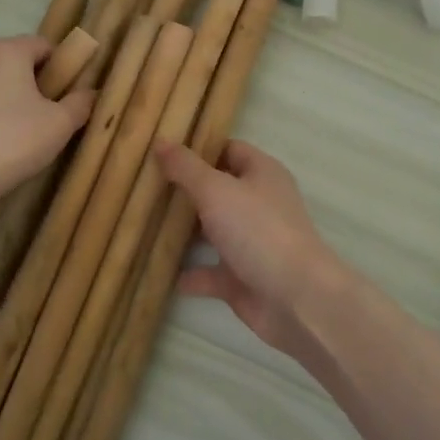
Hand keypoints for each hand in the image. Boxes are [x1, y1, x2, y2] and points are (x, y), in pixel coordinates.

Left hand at [0, 36, 93, 211]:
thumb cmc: (12, 143)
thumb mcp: (60, 125)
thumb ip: (81, 103)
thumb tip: (91, 92)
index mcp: (6, 52)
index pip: (42, 45)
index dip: (59, 66)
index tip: (66, 94)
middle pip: (12, 63)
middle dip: (30, 83)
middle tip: (44, 116)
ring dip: (3, 100)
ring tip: (13, 135)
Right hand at [154, 139, 354, 362]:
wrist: (295, 298)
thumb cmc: (258, 230)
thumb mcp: (216, 190)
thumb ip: (186, 168)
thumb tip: (160, 141)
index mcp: (261, 173)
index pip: (228, 149)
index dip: (198, 148)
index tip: (162, 150)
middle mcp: (259, 204)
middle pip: (218, 190)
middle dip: (185, 190)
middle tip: (145, 185)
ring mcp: (252, 242)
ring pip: (213, 231)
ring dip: (184, 232)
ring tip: (144, 224)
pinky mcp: (243, 278)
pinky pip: (210, 272)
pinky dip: (190, 273)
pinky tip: (160, 271)